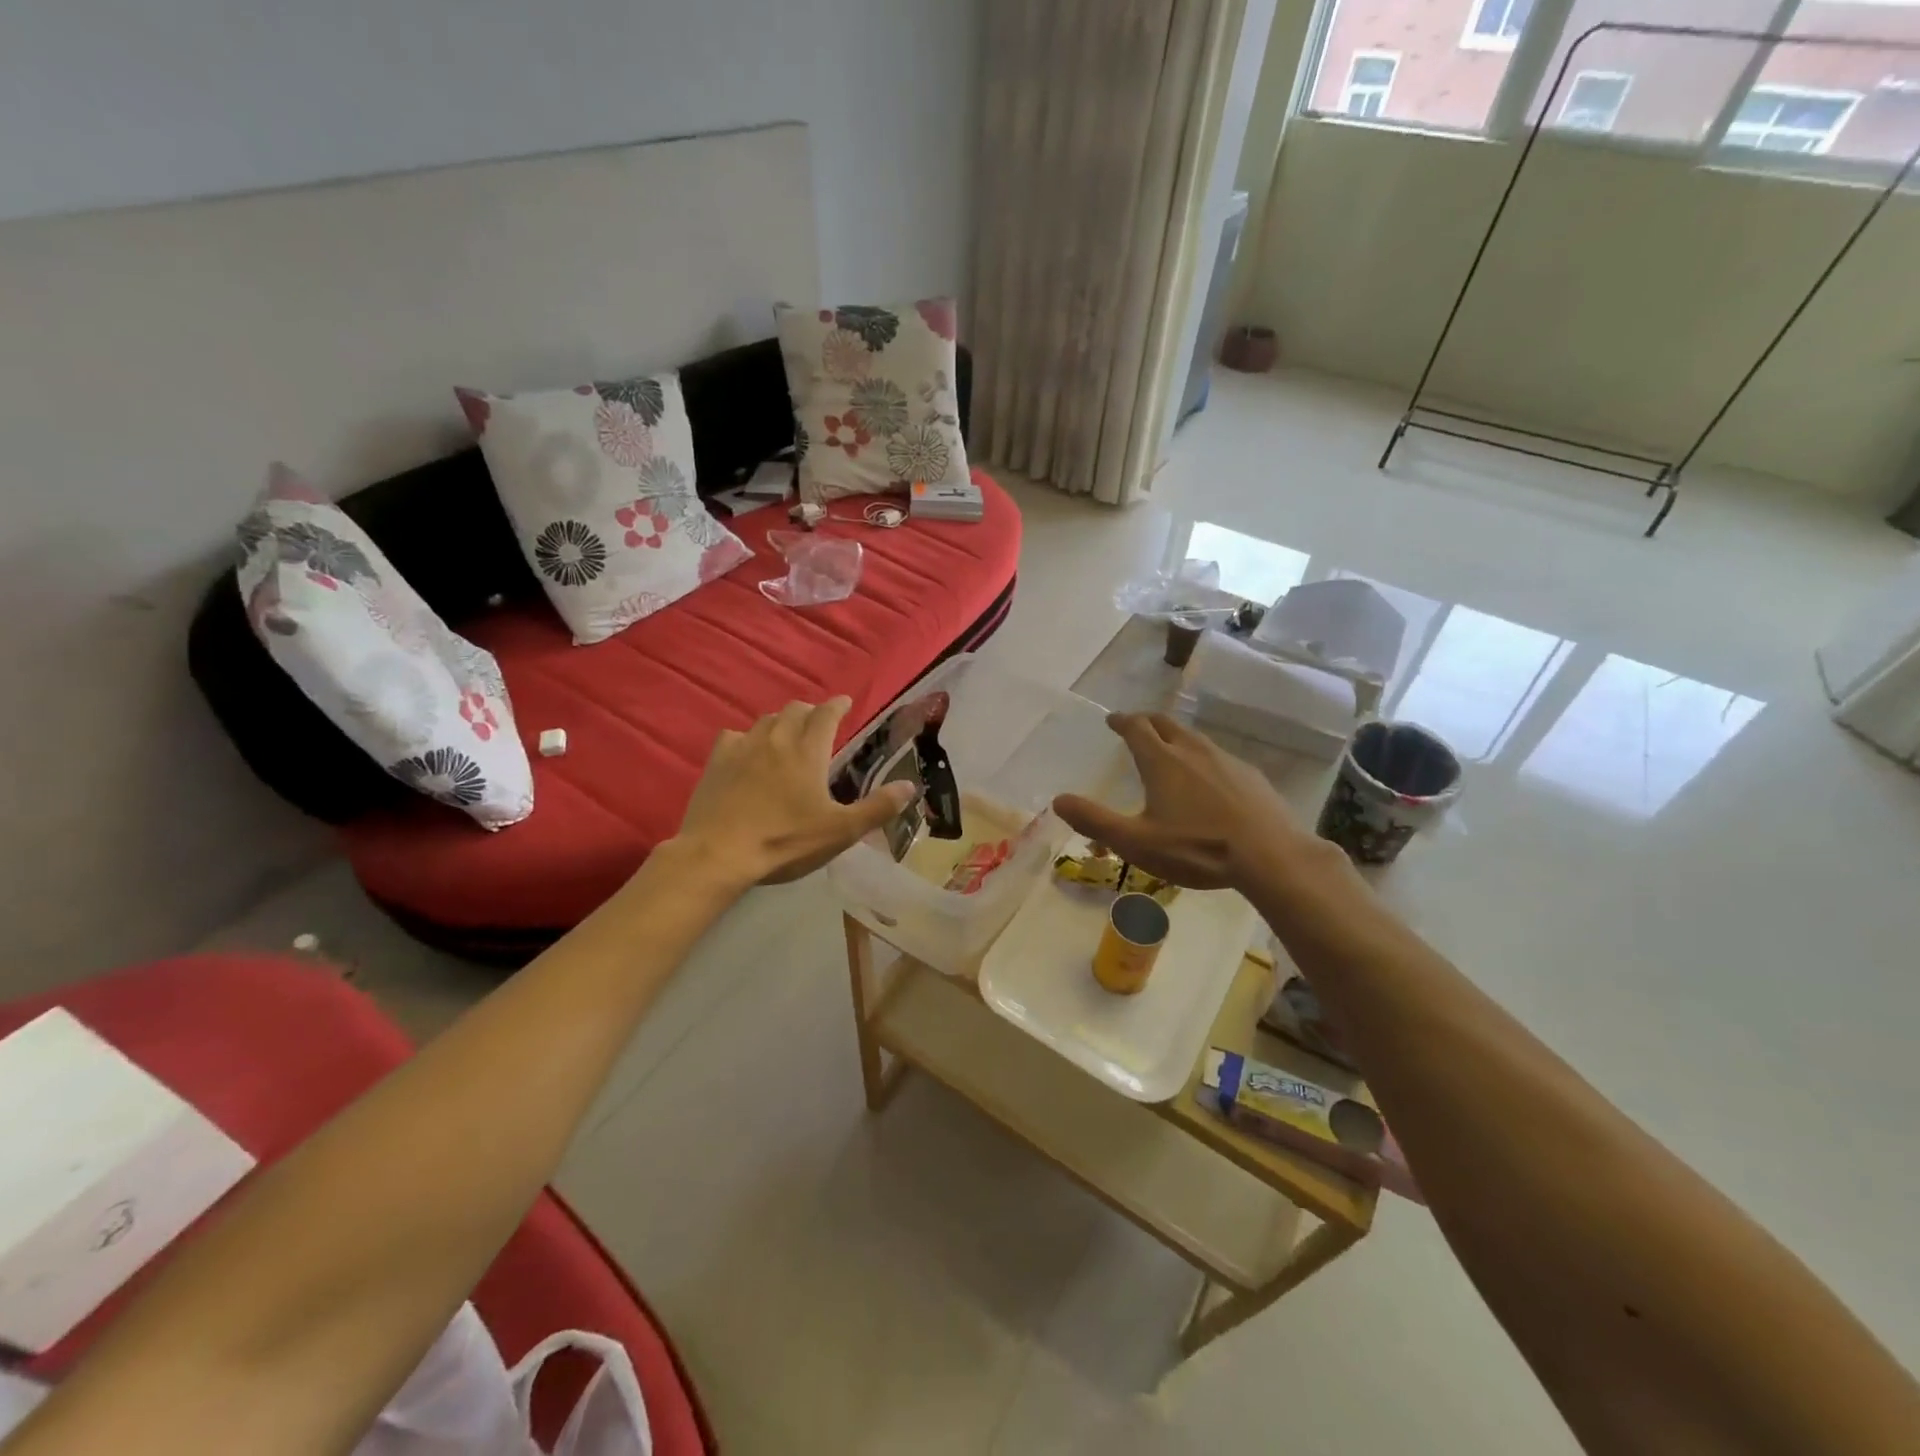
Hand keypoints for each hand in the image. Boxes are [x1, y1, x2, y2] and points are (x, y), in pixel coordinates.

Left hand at [674, 698, 916, 886]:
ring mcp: (743, 748)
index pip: (826, 714)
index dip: (838, 705)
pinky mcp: (716, 761)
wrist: (718, 854)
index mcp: (808, 751)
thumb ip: (877, 808)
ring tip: (787, 735)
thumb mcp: (840, 831)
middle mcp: (776, 739)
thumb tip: (910, 786)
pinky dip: (748, 738)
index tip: (845, 702)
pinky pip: (735, 736)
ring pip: (766, 720)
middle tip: (819, 724)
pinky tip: (748, 752)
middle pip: (795, 710)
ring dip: (781, 722)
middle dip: (811, 712)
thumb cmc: (785, 841)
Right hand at [1052, 712, 1310, 891]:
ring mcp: (1226, 760)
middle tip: (1136, 727)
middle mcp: (1193, 751)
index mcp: (1162, 761)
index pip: (1136, 727)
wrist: (1271, 856)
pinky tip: (1208, 780)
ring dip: (1175, 738)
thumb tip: (1058, 800)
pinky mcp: (1251, 776)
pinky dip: (1203, 759)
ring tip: (1169, 751)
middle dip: (1147, 721)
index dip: (1122, 720)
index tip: (1112, 720)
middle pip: (1166, 723)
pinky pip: (1219, 757)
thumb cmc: (1197, 848)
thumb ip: (1095, 821)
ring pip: (1194, 738)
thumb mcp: (1137, 842)